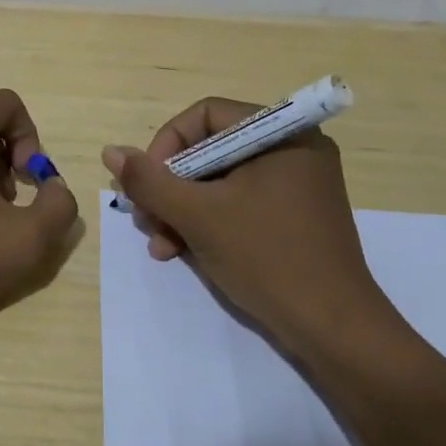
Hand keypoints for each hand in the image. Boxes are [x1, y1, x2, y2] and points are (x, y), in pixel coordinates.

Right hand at [101, 97, 391, 350]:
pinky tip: (178, 251)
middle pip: (211, 149)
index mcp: (281, 133)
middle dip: (170, 185)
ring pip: (221, 181)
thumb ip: (150, 181)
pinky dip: (208, 222)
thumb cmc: (267, 258)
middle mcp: (293, 149)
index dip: (166, 145)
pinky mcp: (294, 216)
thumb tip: (111, 152)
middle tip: (144, 218)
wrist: (334, 330)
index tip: (146, 184)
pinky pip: (240, 203)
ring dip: (182, 208)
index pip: (206, 115)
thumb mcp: (198, 216)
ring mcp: (296, 185)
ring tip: (158, 242)